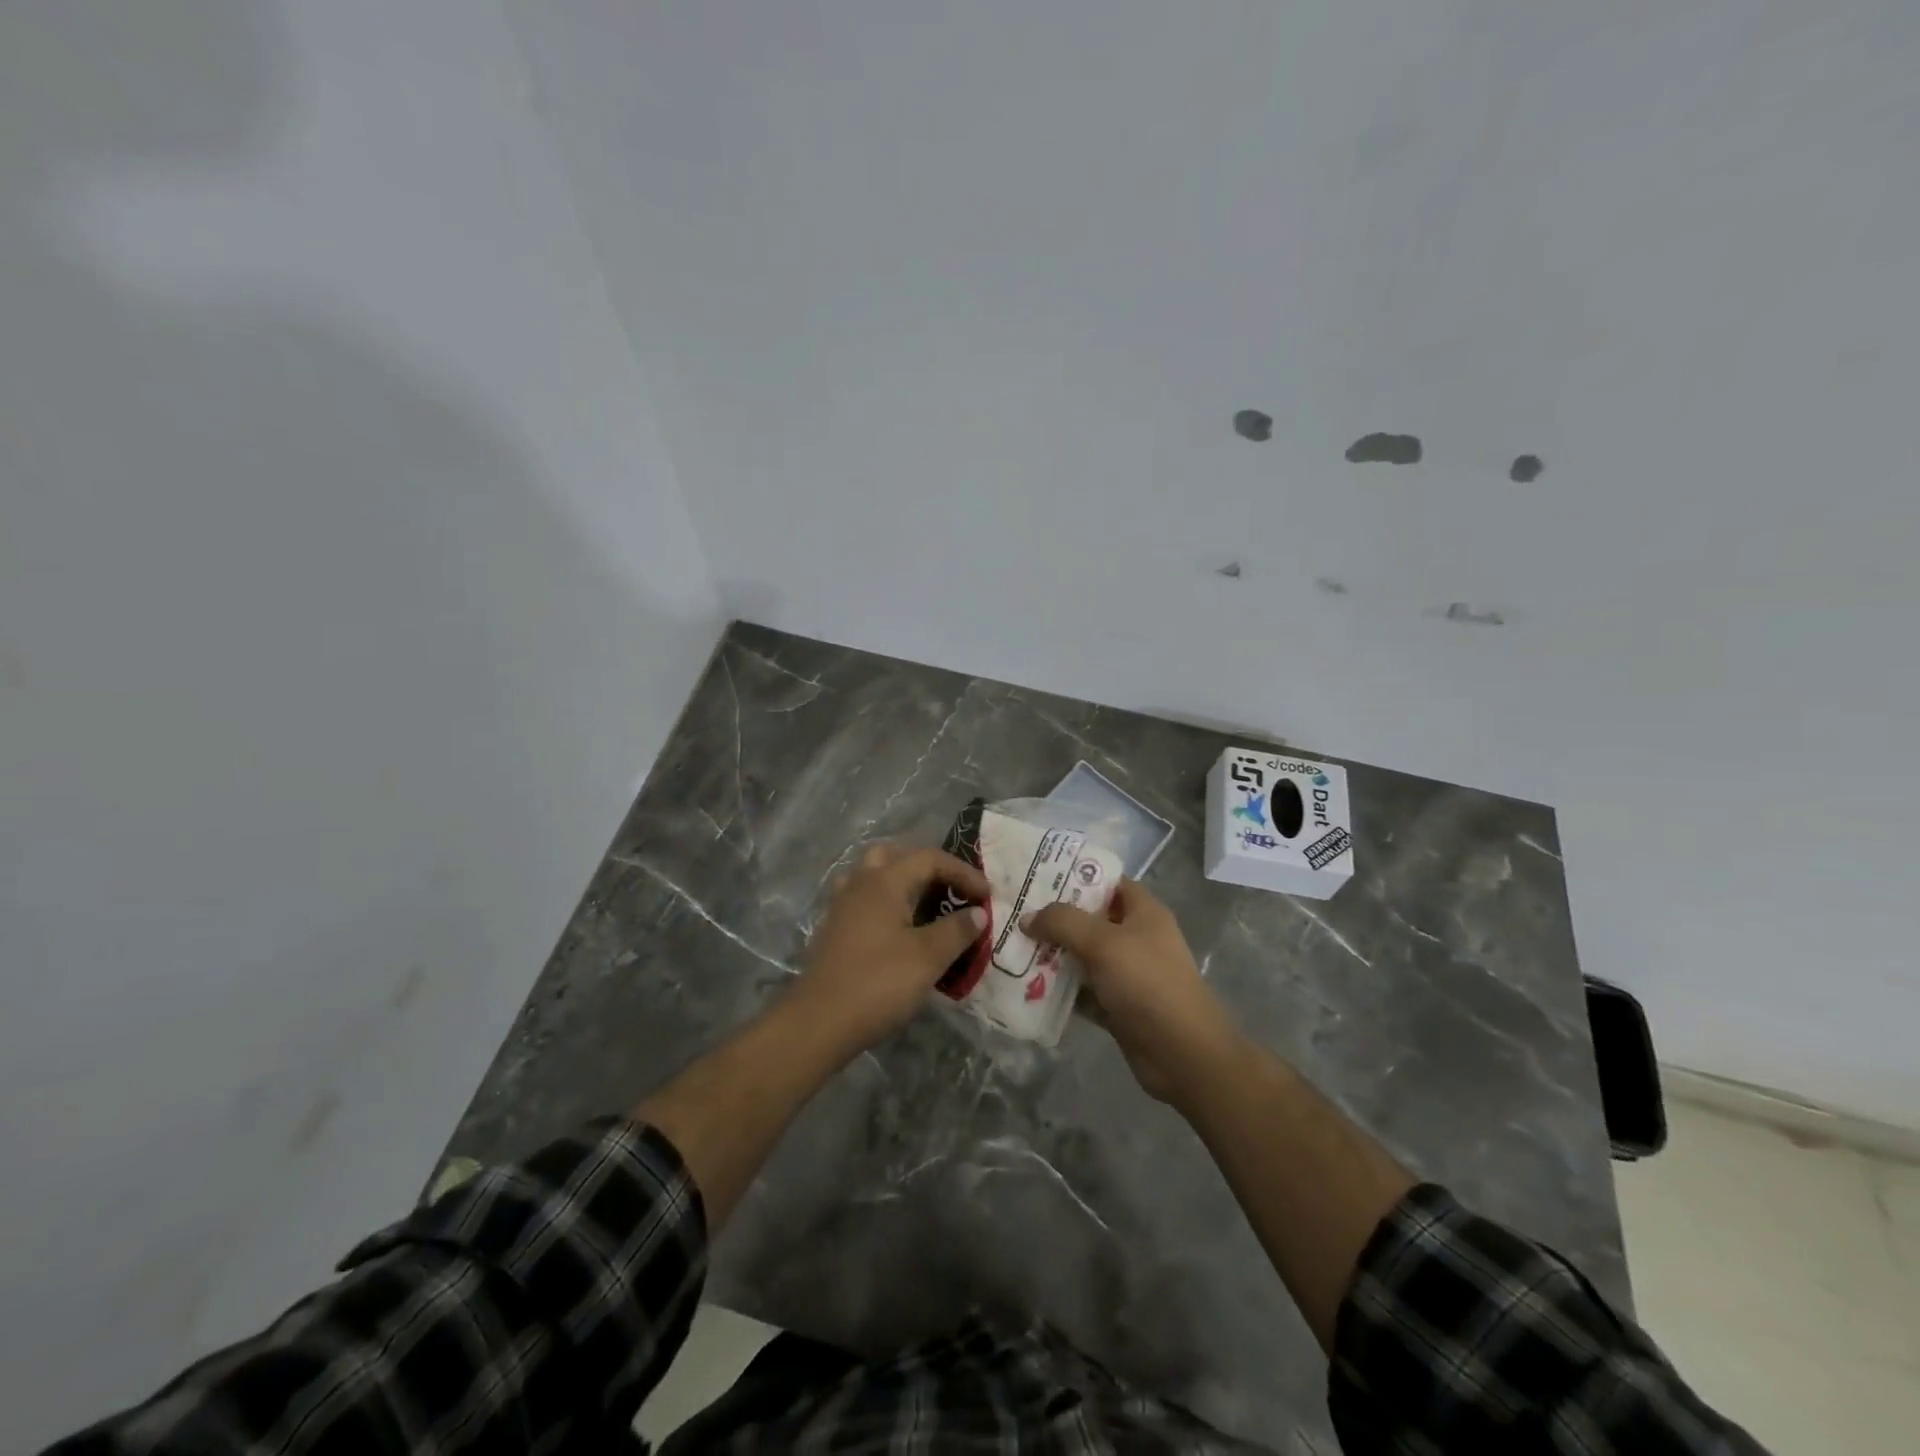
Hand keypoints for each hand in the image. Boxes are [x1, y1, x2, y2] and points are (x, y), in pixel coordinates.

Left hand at [790, 842, 989, 1057]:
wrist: (819, 1021)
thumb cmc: (878, 983)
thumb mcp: (928, 958)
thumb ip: (956, 930)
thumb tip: (977, 913)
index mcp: (884, 881)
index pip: (930, 859)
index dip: (963, 872)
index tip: (986, 895)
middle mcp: (860, 883)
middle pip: (895, 855)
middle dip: (927, 865)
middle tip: (950, 887)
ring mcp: (841, 905)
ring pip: (873, 874)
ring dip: (901, 879)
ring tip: (923, 901)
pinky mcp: (833, 928)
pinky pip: (863, 898)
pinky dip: (885, 901)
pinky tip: (897, 926)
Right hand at [1025, 879, 1238, 1104]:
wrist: (1183, 1054)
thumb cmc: (1148, 983)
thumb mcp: (1103, 942)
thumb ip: (1063, 923)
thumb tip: (1028, 917)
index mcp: (1143, 912)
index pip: (1107, 882)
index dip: (1075, 876)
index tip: (1036, 877)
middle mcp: (1136, 938)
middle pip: (1089, 919)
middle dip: (1054, 918)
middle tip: (1015, 913)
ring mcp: (1126, 974)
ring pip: (1082, 957)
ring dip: (1052, 955)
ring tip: (1011, 947)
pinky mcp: (1117, 1006)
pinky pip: (1082, 991)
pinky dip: (1060, 990)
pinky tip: (1026, 986)